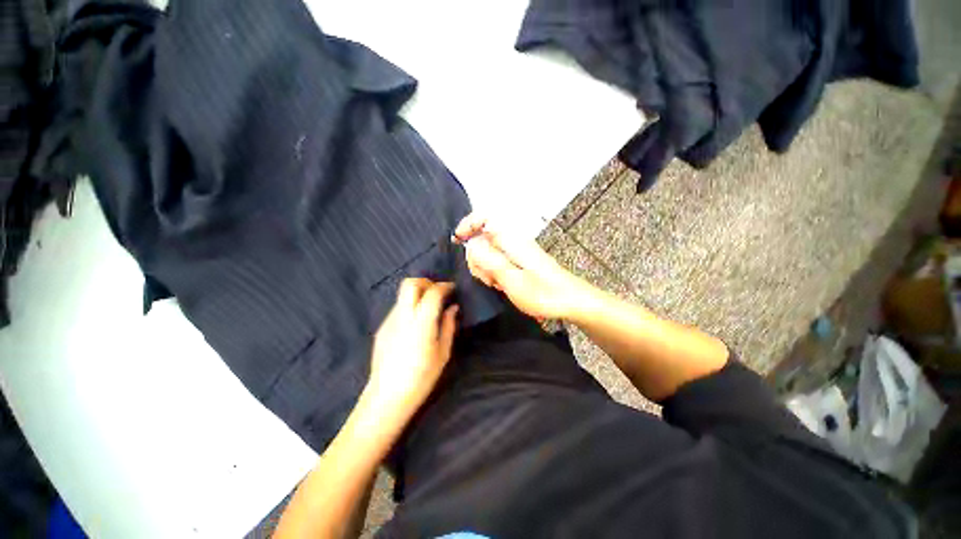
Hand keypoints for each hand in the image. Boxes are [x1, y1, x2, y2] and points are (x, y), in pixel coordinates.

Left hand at [365, 278, 458, 425]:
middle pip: (410, 284)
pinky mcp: (382, 328)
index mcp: (421, 323)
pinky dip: (410, 307)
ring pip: (403, 295)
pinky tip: (415, 323)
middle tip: (438, 292)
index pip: (432, 292)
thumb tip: (452, 308)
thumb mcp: (443, 353)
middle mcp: (403, 316)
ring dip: (417, 294)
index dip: (444, 286)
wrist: (387, 397)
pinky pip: (398, 308)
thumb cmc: (421, 378)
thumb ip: (448, 326)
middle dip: (426, 282)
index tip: (452, 288)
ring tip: (428, 308)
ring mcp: (389, 321)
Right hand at [454, 213, 591, 319]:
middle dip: (477, 257)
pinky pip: (498, 261)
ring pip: (489, 252)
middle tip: (488, 278)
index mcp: (511, 239)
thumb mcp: (512, 280)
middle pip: (483, 238)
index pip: (485, 217)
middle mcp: (513, 241)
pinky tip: (502, 285)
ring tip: (497, 284)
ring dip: (486, 268)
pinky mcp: (520, 261)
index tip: (457, 240)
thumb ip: (489, 261)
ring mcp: (517, 251)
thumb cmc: (543, 293)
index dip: (468, 224)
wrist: (571, 301)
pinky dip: (494, 272)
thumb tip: (470, 244)